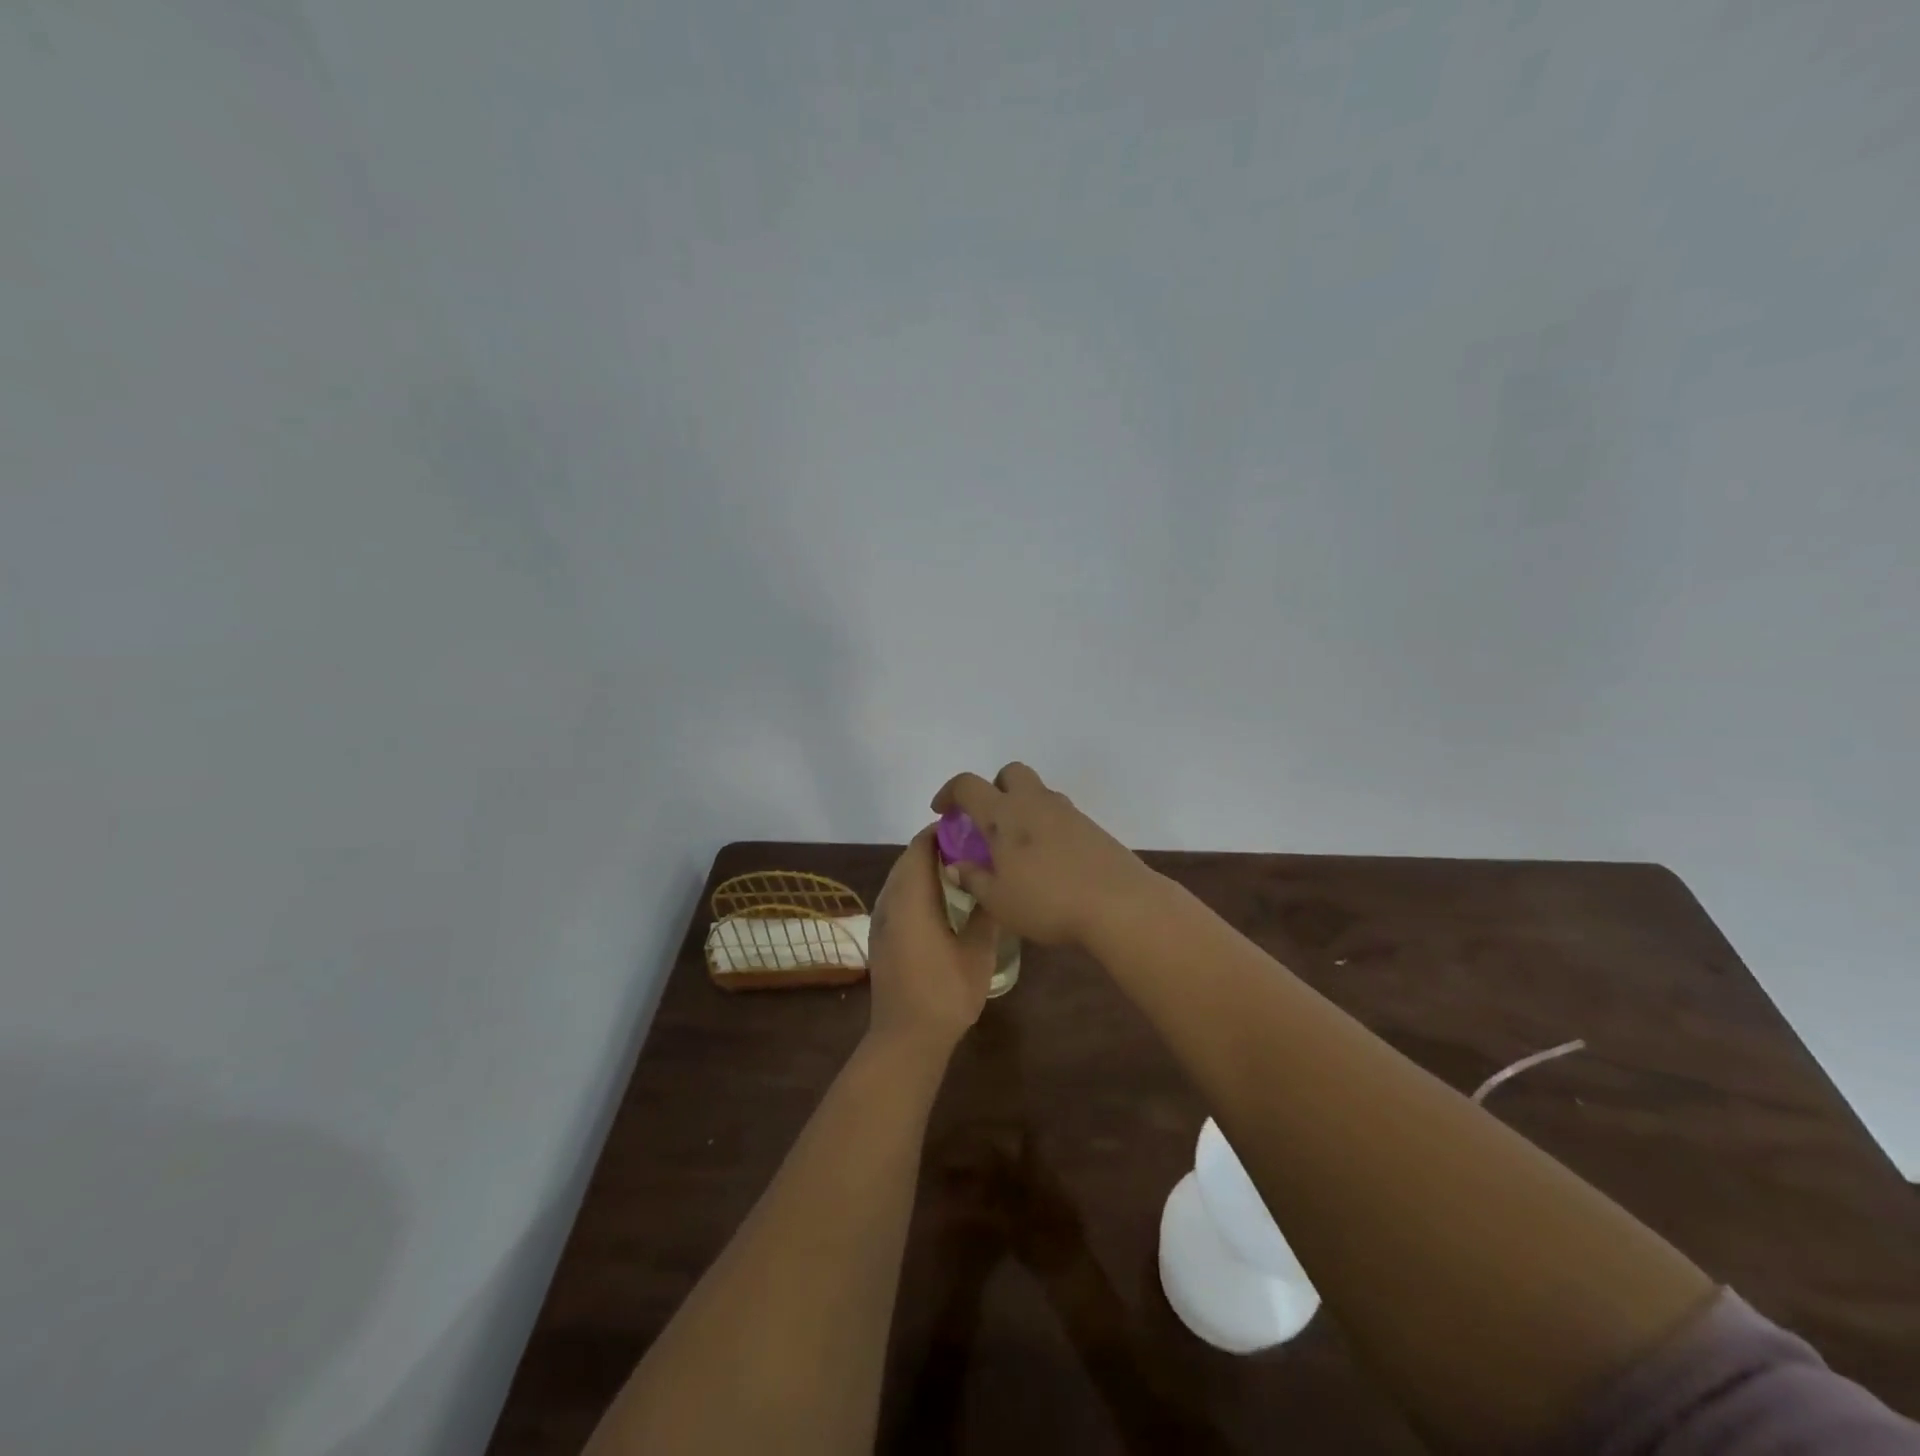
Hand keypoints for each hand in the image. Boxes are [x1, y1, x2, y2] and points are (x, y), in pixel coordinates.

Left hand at [866, 827, 997, 1054]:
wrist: (905, 1038)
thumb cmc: (945, 993)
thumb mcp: (978, 952)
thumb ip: (986, 914)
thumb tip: (995, 884)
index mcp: (911, 898)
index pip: (921, 847)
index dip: (943, 832)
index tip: (972, 829)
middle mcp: (890, 901)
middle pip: (908, 859)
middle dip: (936, 847)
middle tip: (972, 847)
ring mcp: (881, 920)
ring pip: (900, 878)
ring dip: (925, 868)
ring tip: (961, 869)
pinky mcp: (881, 936)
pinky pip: (897, 896)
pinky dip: (916, 887)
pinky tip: (942, 901)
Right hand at [931, 763, 1154, 947]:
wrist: (1119, 904)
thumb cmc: (1048, 902)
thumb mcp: (999, 901)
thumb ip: (974, 879)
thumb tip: (957, 866)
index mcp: (1003, 815)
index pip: (968, 785)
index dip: (949, 793)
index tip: (942, 812)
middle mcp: (1034, 803)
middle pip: (1010, 773)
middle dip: (994, 788)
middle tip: (987, 822)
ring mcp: (1067, 812)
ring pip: (1037, 792)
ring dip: (1021, 807)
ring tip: (1017, 847)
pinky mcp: (1091, 827)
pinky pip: (1059, 814)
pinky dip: (1045, 825)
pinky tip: (1047, 860)